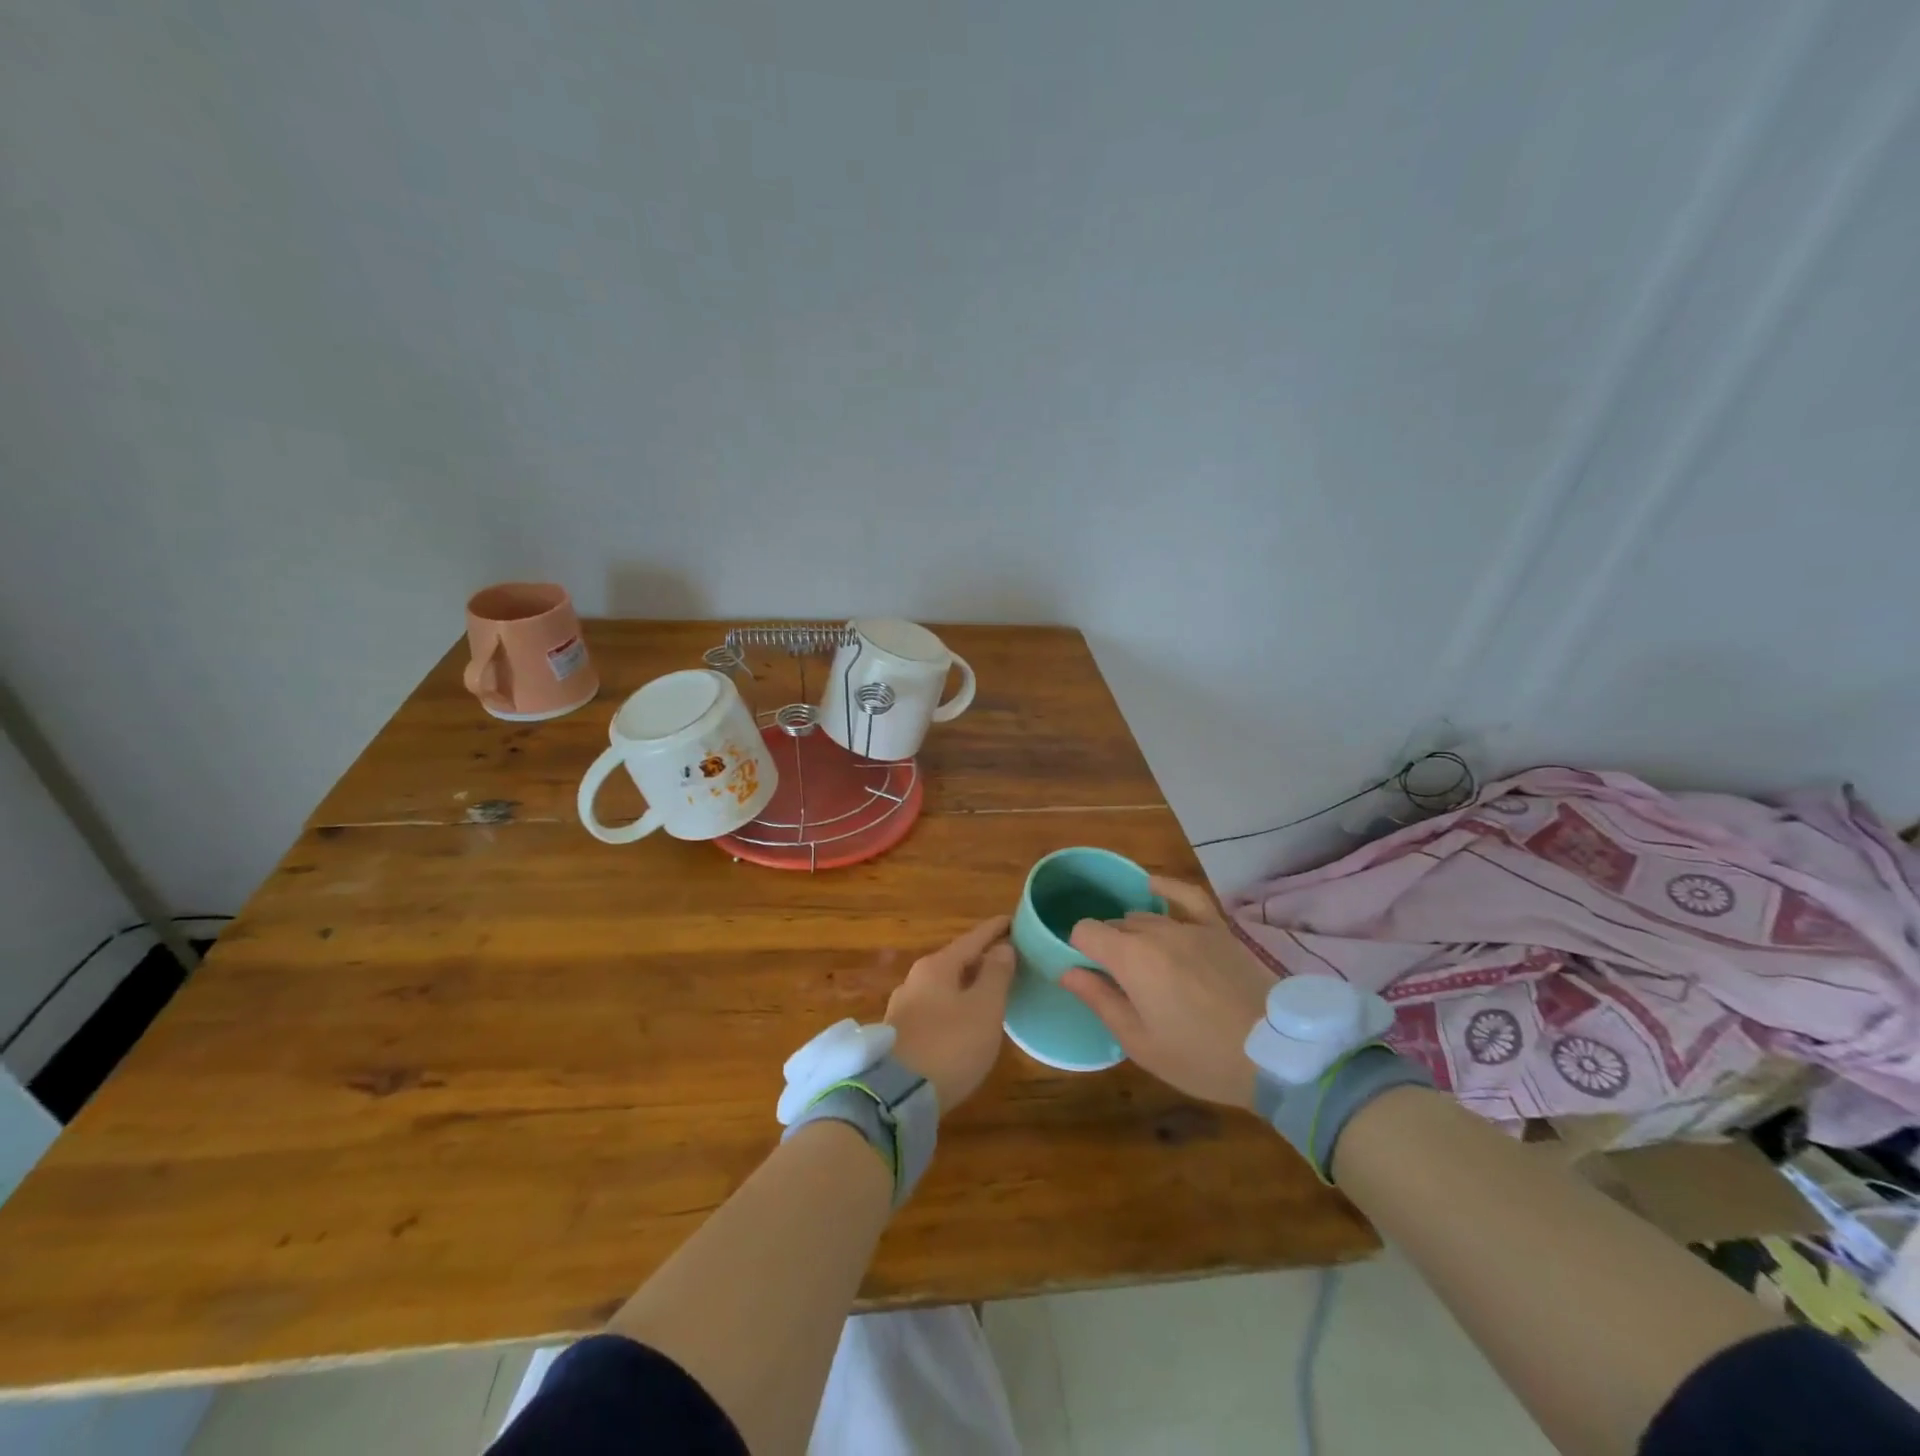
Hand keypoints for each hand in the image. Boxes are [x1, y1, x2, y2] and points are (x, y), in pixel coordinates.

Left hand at [884, 916, 1015, 1111]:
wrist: (895, 1097)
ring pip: (943, 986)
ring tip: (990, 990)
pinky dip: (955, 1006)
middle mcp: (915, 980)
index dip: (995, 930)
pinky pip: (935, 1009)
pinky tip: (965, 1021)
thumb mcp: (984, 1009)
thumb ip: (996, 975)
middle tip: (1008, 958)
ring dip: (967, 984)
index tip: (1014, 920)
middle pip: (955, 961)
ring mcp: (903, 1008)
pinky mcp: (899, 1036)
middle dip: (981, 958)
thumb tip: (1002, 947)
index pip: (972, 938)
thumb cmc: (948, 1045)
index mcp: (936, 966)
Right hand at [1061, 878, 1275, 1109]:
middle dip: (1107, 947)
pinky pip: (1186, 895)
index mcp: (1130, 958)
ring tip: (1143, 965)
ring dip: (1134, 934)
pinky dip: (1166, 887)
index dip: (1079, 951)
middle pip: (1114, 925)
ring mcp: (1190, 926)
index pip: (1085, 932)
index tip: (1088, 977)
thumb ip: (1100, 1000)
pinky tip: (1152, 886)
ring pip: (1144, 916)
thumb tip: (1067, 972)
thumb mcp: (1140, 1042)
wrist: (1277, 1054)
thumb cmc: (1201, 1057)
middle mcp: (1155, 930)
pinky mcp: (1218, 928)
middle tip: (1118, 984)